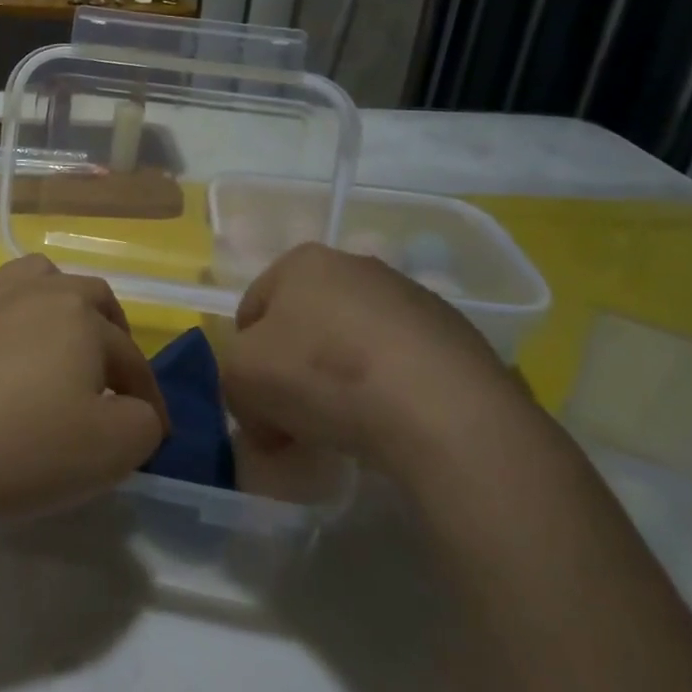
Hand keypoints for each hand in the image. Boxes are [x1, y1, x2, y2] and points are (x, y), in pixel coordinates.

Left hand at [0, 255, 170, 528]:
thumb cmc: (22, 448)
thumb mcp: (112, 451)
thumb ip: (143, 423)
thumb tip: (134, 409)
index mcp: (82, 315)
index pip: (130, 356)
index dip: (148, 396)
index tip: (155, 433)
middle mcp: (37, 289)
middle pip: (90, 297)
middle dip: (111, 333)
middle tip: (112, 376)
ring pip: (36, 276)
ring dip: (58, 303)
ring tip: (57, 341)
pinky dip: (2, 304)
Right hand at [221, 243, 517, 474]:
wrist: (443, 410)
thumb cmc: (323, 375)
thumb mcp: (241, 379)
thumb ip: (234, 385)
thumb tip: (263, 415)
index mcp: (301, 261)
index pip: (253, 310)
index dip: (246, 360)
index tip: (258, 406)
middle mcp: (356, 266)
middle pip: (305, 326)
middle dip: (294, 371)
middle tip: (296, 421)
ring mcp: (412, 299)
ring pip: (353, 345)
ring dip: (342, 382)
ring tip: (349, 430)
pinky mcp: (457, 337)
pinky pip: (402, 367)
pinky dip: (390, 393)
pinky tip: (394, 427)